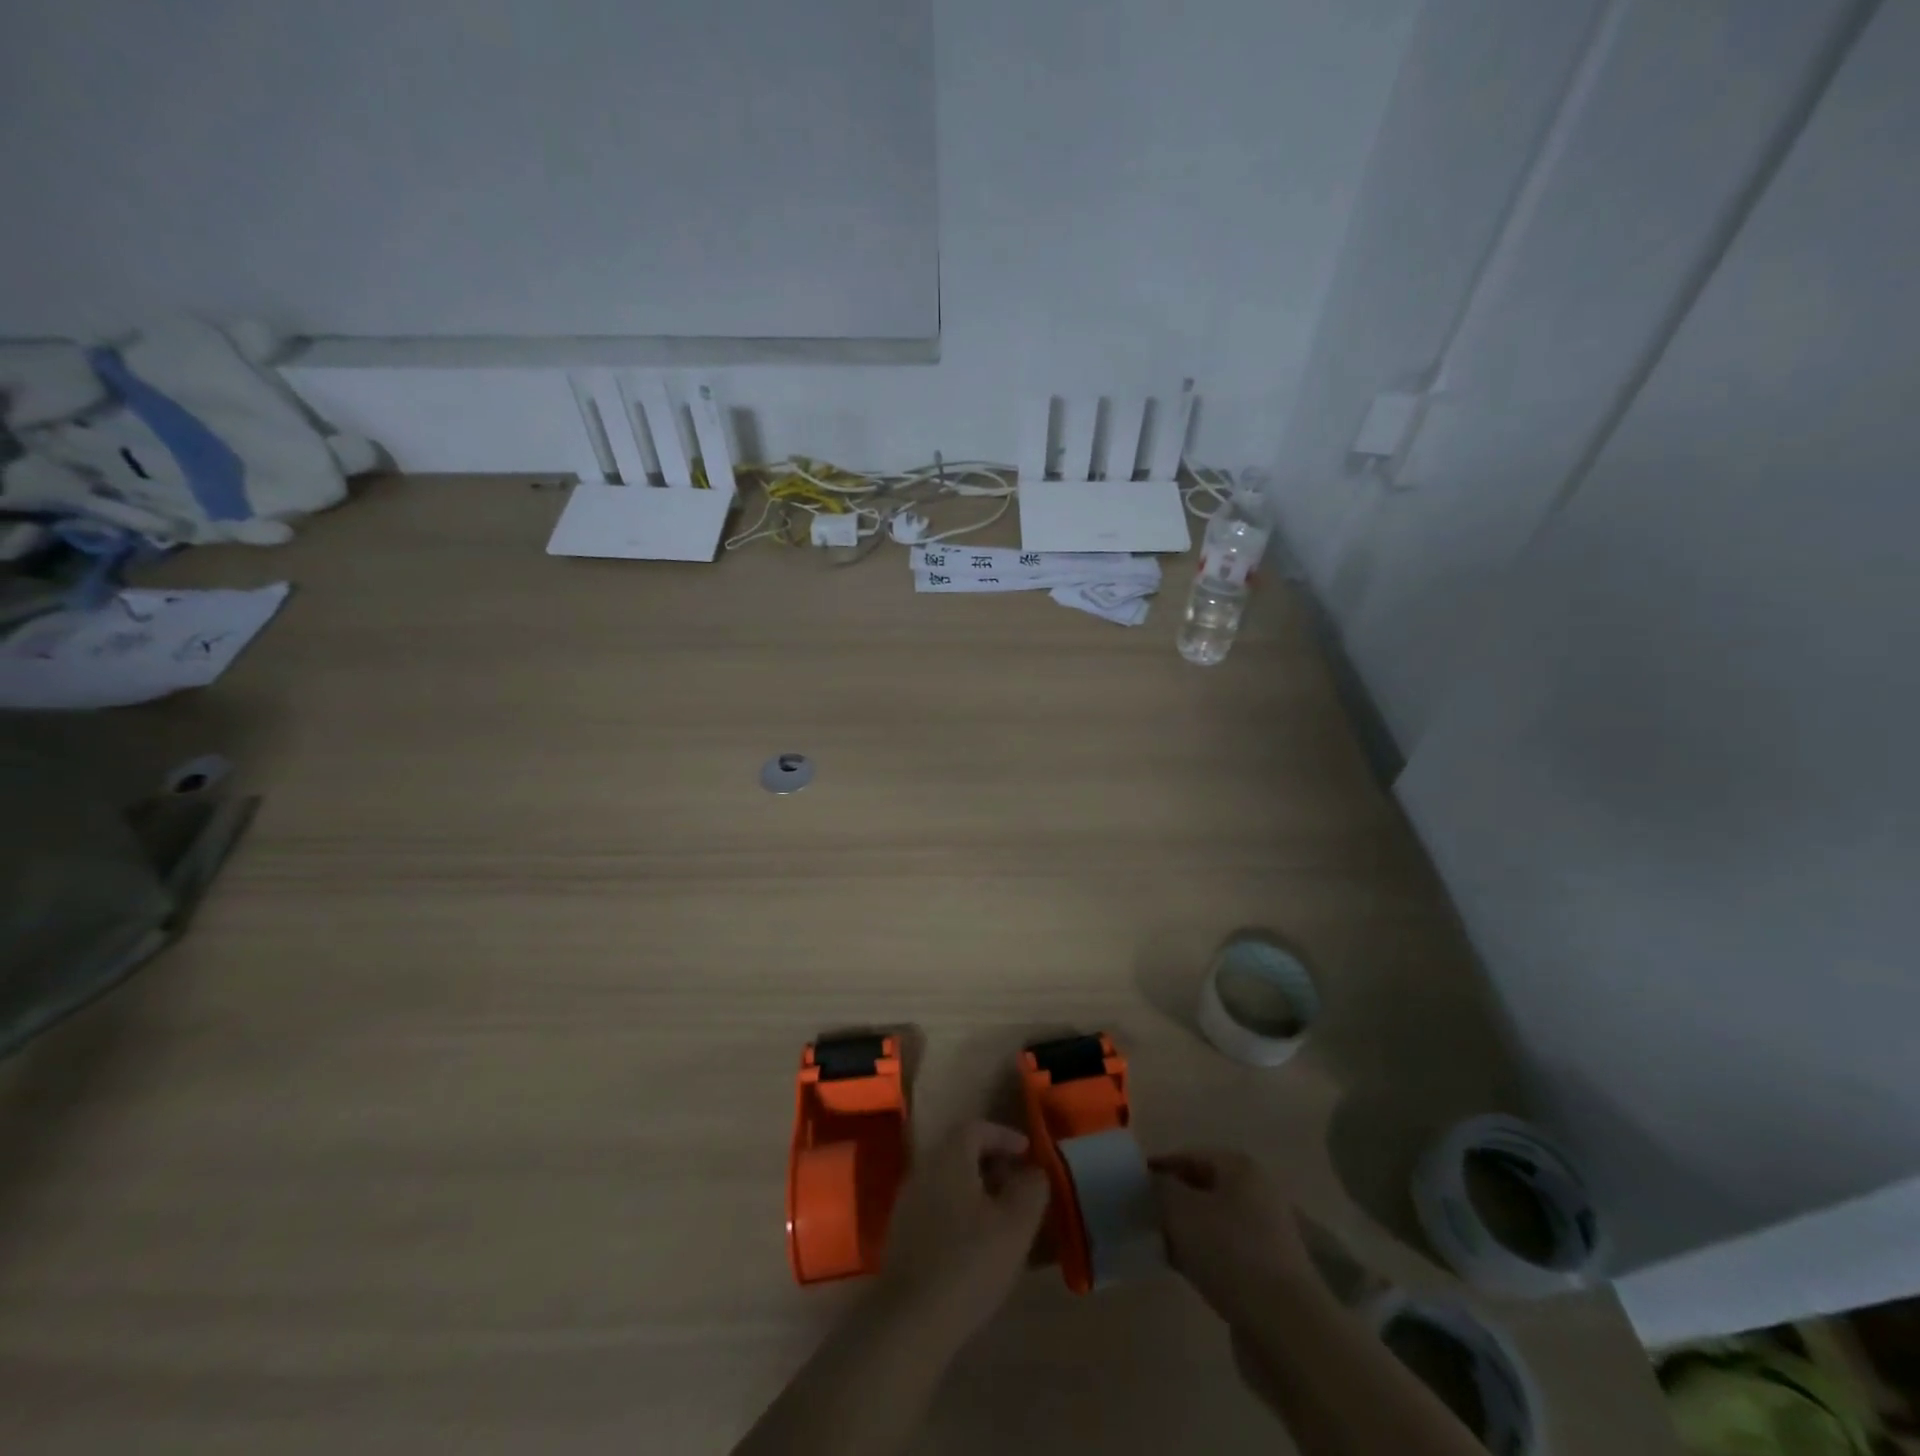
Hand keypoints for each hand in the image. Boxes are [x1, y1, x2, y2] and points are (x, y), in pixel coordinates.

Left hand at [877, 1121, 1050, 1338]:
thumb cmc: (969, 1263)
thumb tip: (1035, 1171)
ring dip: (977, 1189)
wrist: (910, 1320)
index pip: (978, 1128)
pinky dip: (961, 1210)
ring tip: (1003, 1217)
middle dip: (993, 1163)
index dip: (1006, 1136)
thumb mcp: (1016, 1225)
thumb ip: (1032, 1189)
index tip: (1029, 1155)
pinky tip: (976, 1244)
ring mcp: (908, 1201)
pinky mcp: (902, 1233)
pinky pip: (937, 1205)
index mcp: (949, 1156)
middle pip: (961, 1151)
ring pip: (949, 1180)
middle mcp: (924, 1168)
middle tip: (1019, 1186)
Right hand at [1150, 1149, 1323, 1324]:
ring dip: (1184, 1231)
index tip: (1133, 1184)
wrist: (1284, 1327)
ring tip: (1155, 1242)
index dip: (1160, 1167)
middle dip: (1172, 1201)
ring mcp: (1264, 1236)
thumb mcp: (1181, 1210)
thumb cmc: (1230, 1251)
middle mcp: (1257, 1195)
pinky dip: (1200, 1256)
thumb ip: (1161, 1188)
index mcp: (1241, 1168)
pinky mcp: (1265, 1274)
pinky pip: (1223, 1254)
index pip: (1191, 1156)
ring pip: (1212, 1224)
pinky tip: (1178, 1268)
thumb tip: (1153, 1182)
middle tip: (1141, 1214)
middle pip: (1203, 1189)